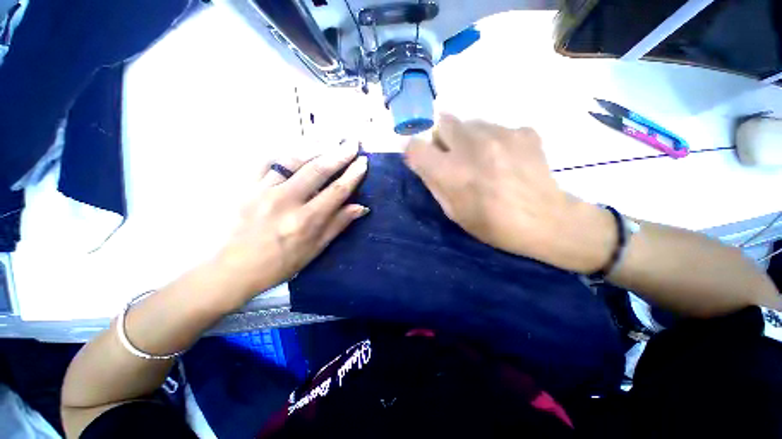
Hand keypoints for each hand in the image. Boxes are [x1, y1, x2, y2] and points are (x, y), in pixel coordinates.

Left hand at [216, 141, 368, 304]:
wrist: (235, 268)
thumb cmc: (282, 263)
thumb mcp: (316, 248)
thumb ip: (338, 224)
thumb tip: (361, 207)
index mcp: (306, 220)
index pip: (336, 191)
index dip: (353, 175)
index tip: (363, 162)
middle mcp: (286, 201)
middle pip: (317, 170)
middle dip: (339, 154)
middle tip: (352, 142)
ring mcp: (264, 191)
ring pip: (293, 161)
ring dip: (315, 148)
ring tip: (330, 139)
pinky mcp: (247, 188)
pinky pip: (267, 163)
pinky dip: (285, 153)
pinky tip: (297, 148)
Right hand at [404, 114, 615, 272]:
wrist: (546, 221)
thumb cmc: (492, 224)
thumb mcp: (452, 211)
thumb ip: (433, 182)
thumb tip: (421, 160)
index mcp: (451, 172)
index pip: (415, 146)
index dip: (414, 150)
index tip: (421, 157)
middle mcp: (472, 146)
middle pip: (443, 122)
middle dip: (442, 138)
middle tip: (453, 156)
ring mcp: (501, 134)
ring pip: (470, 122)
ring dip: (467, 138)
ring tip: (482, 159)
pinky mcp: (523, 131)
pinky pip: (496, 127)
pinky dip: (493, 140)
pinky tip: (505, 158)